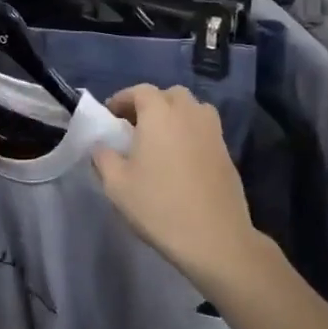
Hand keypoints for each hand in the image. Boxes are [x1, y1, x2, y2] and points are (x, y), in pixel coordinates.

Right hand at [91, 86, 263, 288]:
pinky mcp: (226, 152)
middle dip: (151, 104)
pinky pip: (204, 130)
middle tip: (135, 127)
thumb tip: (100, 146)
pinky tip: (180, 160)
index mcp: (160, 113)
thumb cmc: (159, 206)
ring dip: (174, 116)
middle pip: (170, 95)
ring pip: (192, 110)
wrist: (214, 237)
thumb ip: (104, 158)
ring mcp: (213, 132)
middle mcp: (190, 113)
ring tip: (159, 140)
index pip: (140, 91)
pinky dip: (190, 134)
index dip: (123, 99)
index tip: (110, 116)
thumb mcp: (117, 185)